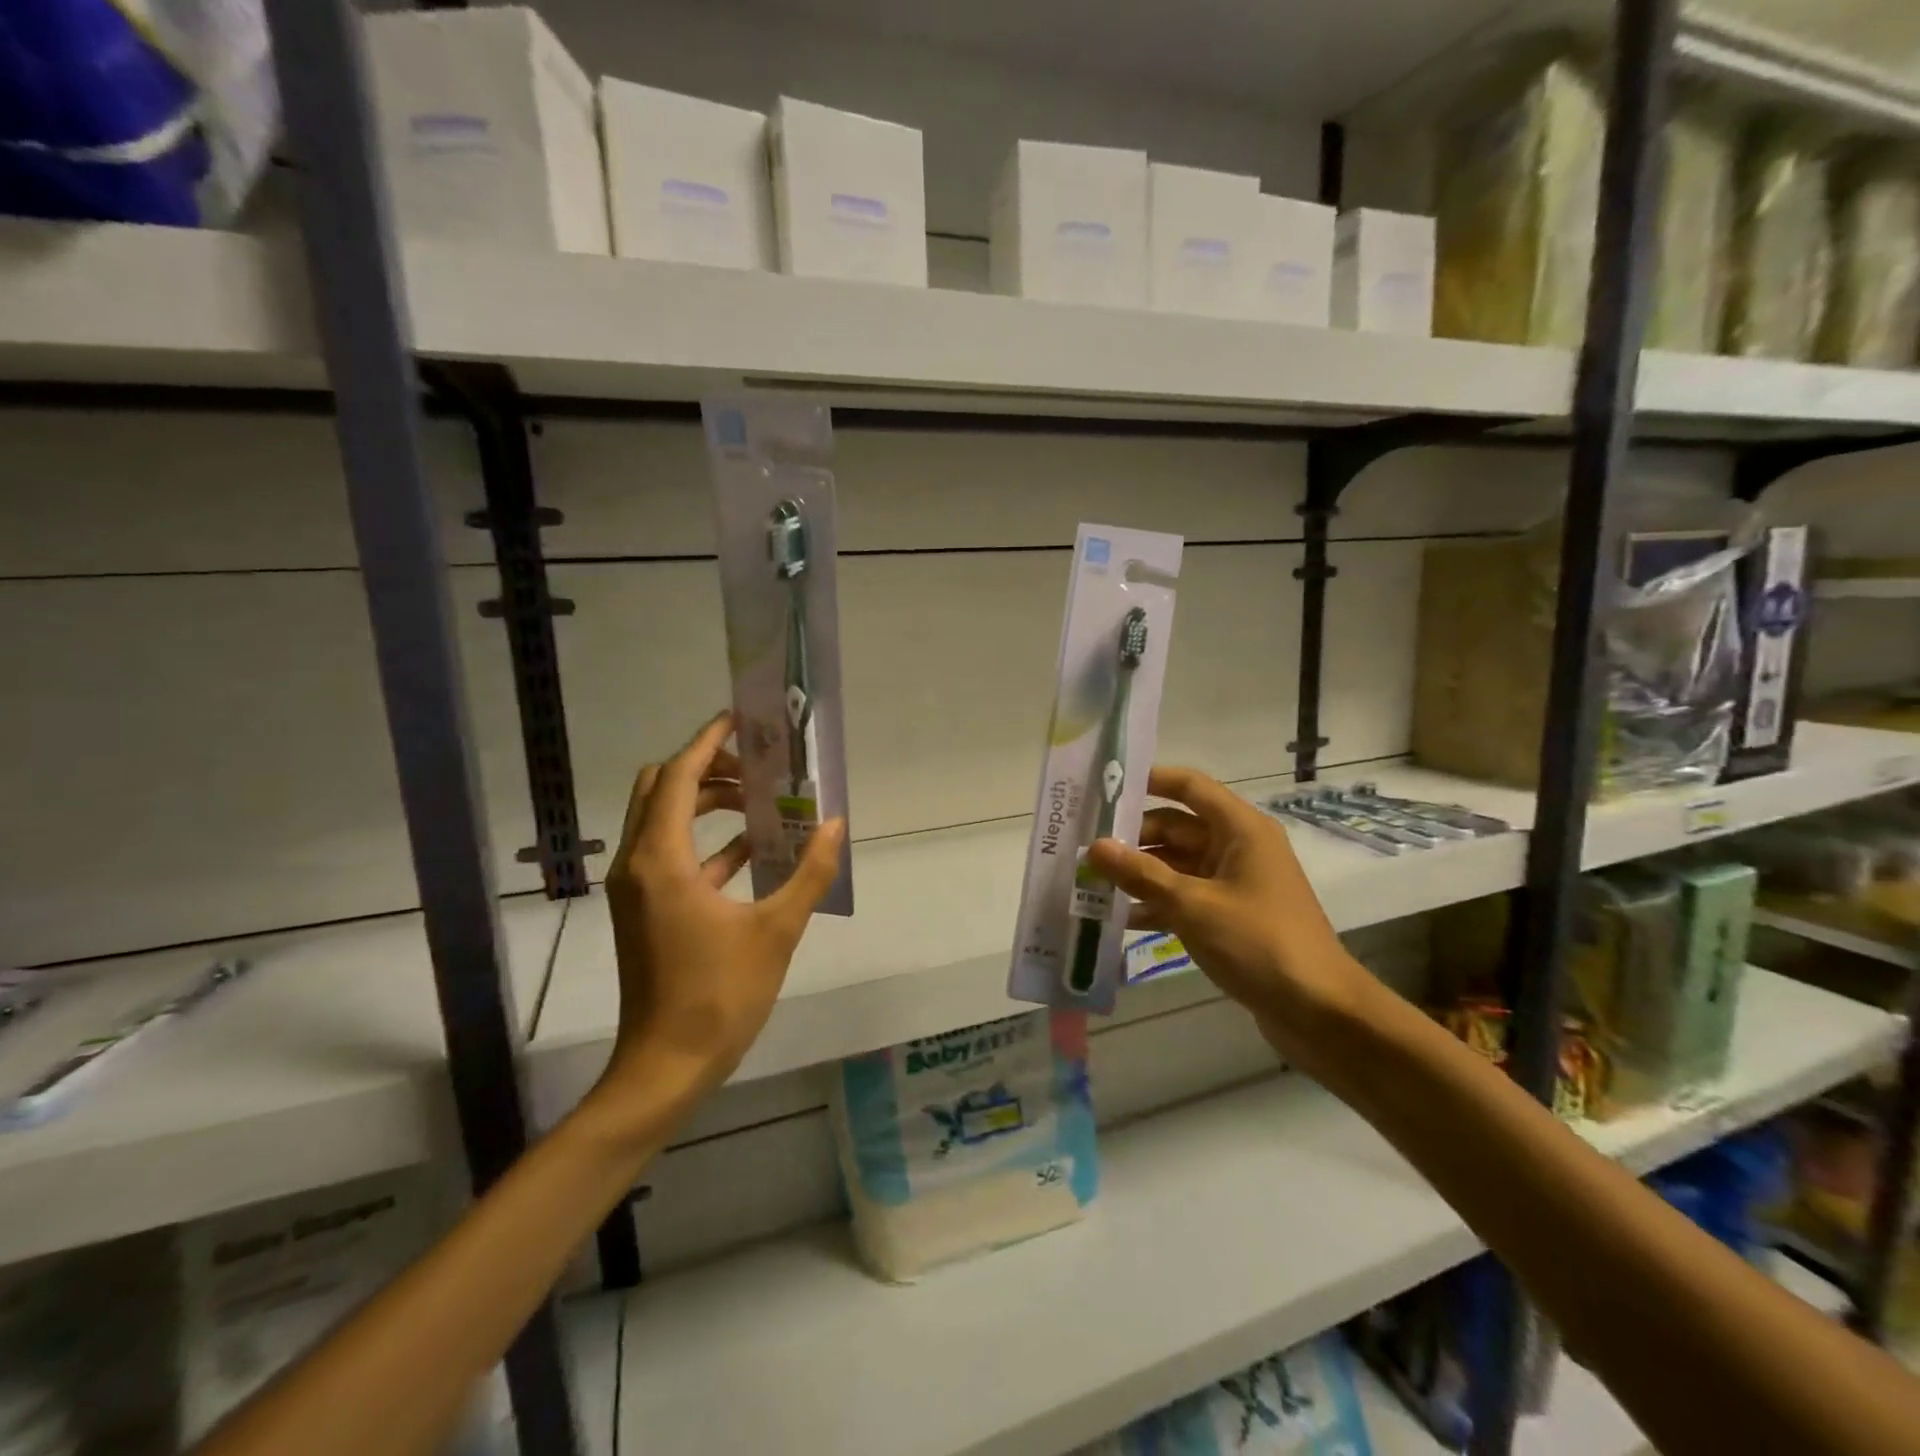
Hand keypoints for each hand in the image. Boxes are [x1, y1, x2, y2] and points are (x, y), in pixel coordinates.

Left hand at [595, 712, 846, 1122]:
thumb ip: (810, 872)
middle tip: (757, 765)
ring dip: (707, 802)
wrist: (665, 1066)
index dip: (708, 742)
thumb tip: (835, 825)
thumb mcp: (777, 930)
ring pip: (664, 820)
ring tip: (761, 800)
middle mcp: (638, 863)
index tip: (740, 720)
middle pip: (662, 789)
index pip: (680, 777)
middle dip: (707, 768)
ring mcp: (637, 888)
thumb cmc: (719, 995)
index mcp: (662, 860)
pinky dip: (707, 840)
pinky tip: (753, 849)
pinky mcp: (646, 909)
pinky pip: (672, 855)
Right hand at [1086, 766, 1368, 1071]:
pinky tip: (1118, 919)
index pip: (1189, 786)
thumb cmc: (1259, 943)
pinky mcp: (1231, 916)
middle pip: (1176, 827)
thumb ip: (1141, 874)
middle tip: (1083, 847)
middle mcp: (1238, 848)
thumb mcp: (1193, 905)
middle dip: (1132, 837)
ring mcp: (1234, 883)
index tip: (1104, 787)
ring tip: (1090, 882)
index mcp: (1240, 829)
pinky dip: (1156, 904)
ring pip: (1176, 865)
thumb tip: (1094, 846)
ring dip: (1139, 874)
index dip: (1148, 781)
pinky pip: (1185, 897)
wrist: (1320, 1012)